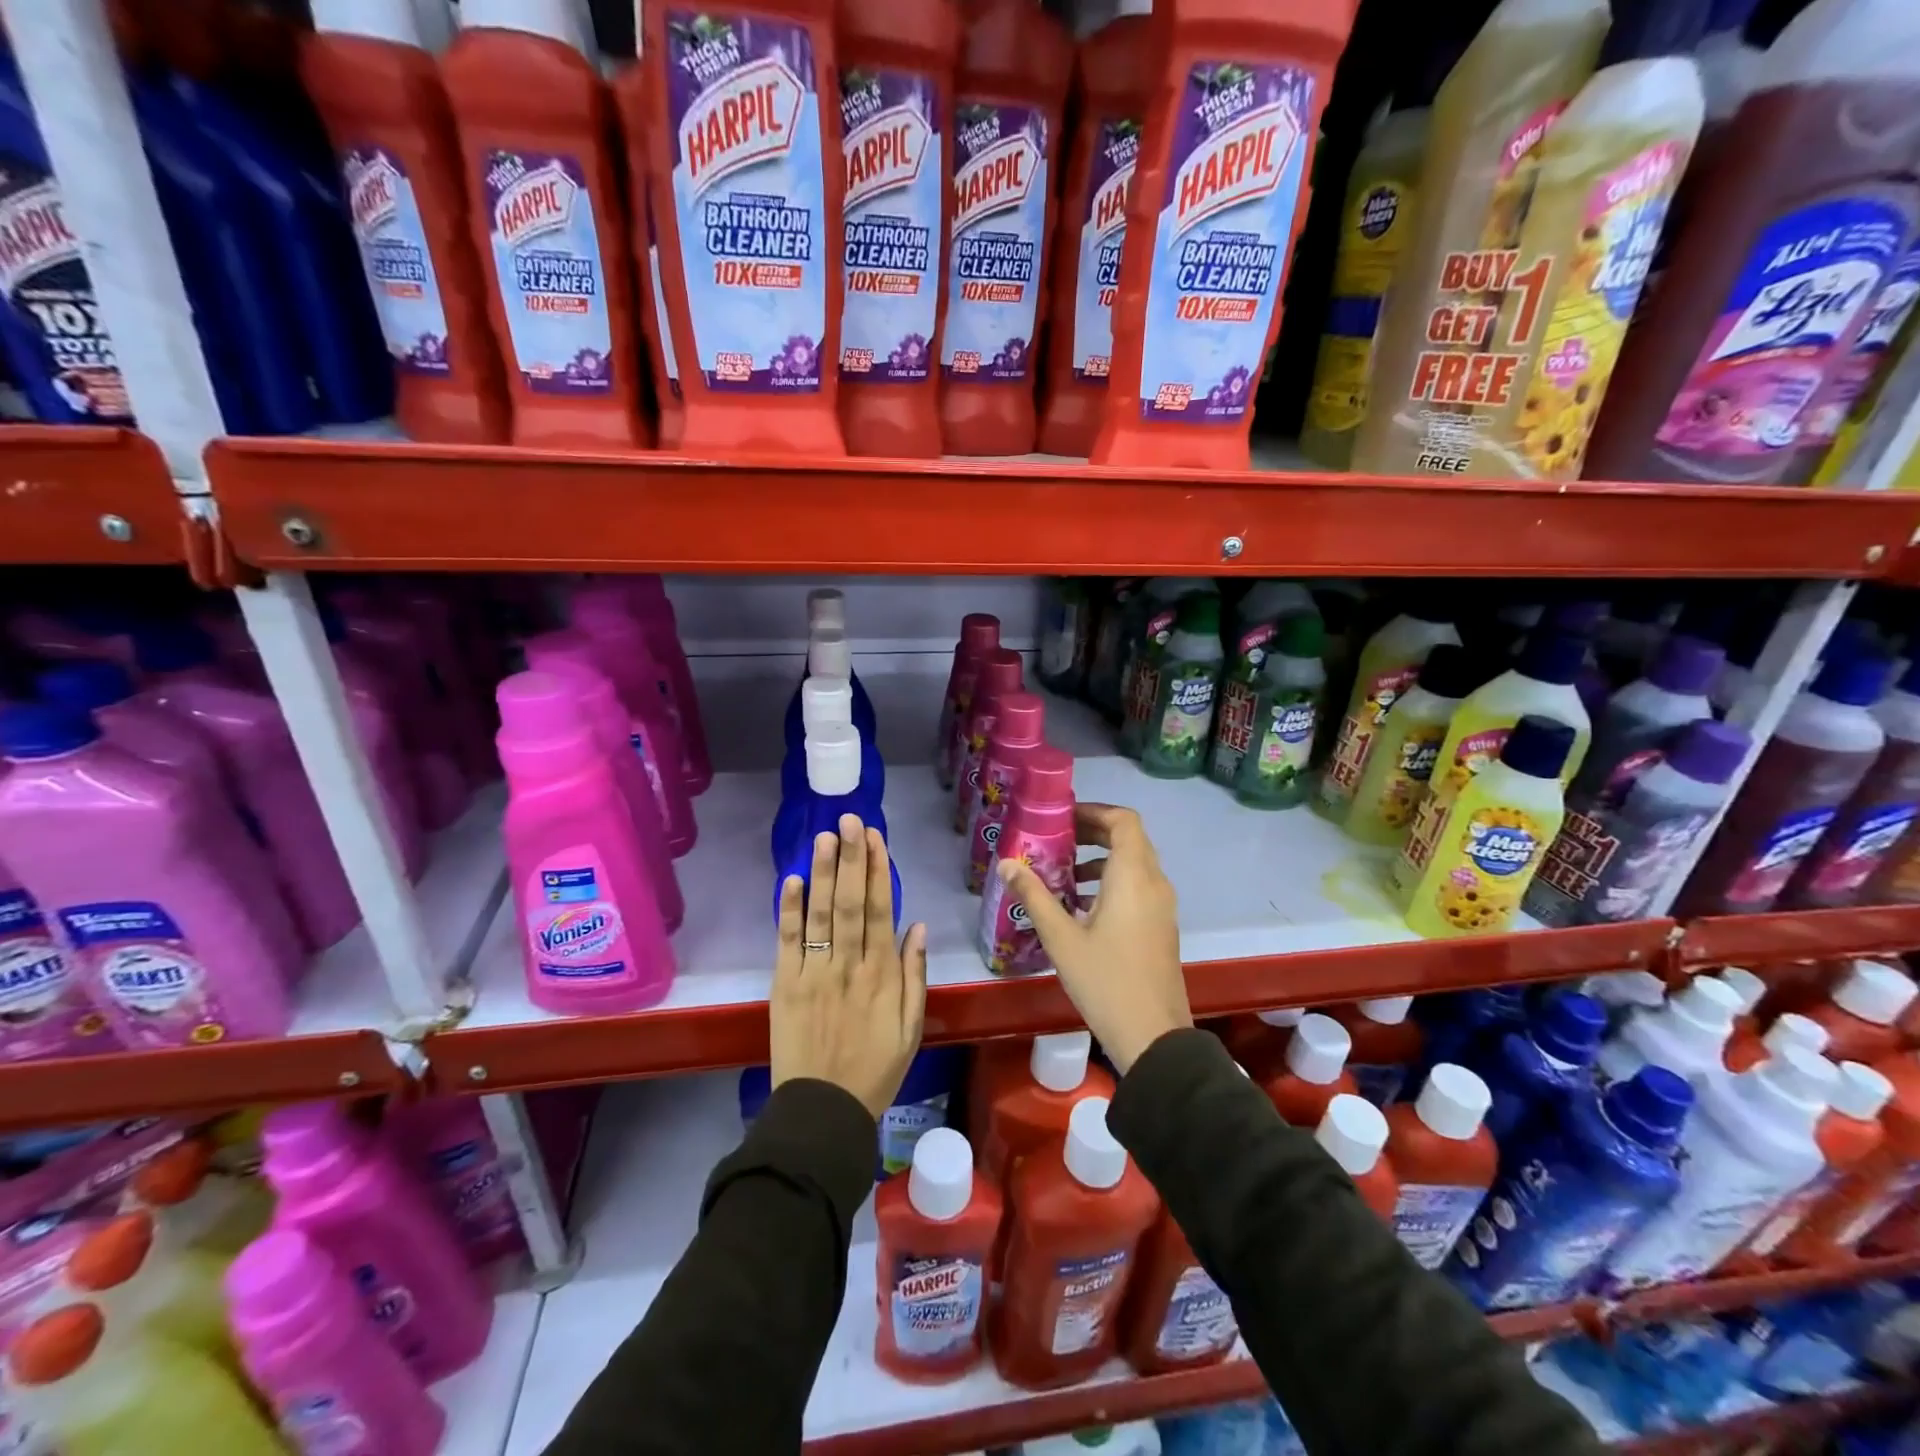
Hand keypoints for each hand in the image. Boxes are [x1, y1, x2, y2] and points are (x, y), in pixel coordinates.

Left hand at [771, 815, 928, 1118]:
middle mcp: (849, 966)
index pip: (880, 910)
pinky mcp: (785, 986)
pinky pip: (788, 942)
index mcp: (882, 975)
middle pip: (850, 903)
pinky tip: (791, 880)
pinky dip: (789, 911)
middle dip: (851, 858)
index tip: (874, 837)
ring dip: (822, 873)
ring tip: (824, 837)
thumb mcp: (911, 1029)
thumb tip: (917, 926)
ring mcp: (814, 974)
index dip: (877, 871)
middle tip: (849, 820)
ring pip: (820, 915)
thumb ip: (915, 976)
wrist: (823, 1112)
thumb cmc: (874, 1070)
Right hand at [995, 802, 1189, 1072]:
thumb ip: (1033, 895)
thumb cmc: (1105, 980)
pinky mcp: (1161, 926)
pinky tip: (1081, 907)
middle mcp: (1154, 882)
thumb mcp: (1061, 937)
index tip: (1061, 818)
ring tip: (1063, 874)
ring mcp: (1162, 906)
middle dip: (1092, 832)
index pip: (1123, 820)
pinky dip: (1112, 881)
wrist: (1153, 1036)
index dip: (1093, 811)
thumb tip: (1006, 863)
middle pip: (1129, 838)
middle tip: (1056, 840)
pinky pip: (1138, 886)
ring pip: (1134, 863)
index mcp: (1133, 876)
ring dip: (1101, 859)